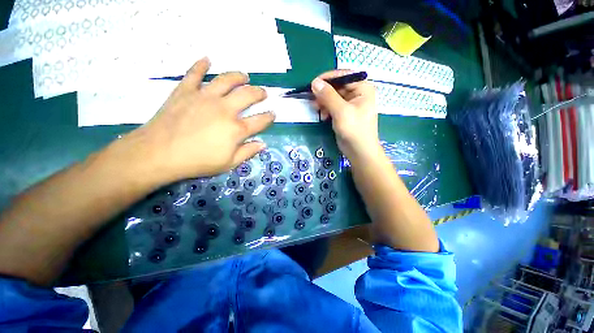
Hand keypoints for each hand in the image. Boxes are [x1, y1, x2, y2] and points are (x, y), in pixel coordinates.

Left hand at [123, 57, 274, 182]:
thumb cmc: (197, 161)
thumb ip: (248, 152)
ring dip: (238, 76)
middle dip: (259, 93)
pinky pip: (194, 73)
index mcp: (236, 129)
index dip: (269, 117)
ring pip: (226, 80)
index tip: (273, 114)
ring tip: (244, 76)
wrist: (159, 153)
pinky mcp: (185, 91)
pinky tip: (207, 59)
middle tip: (263, 93)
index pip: (260, 120)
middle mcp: (225, 109)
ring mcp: (205, 97)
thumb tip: (262, 144)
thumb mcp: (228, 163)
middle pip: (248, 95)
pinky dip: (200, 65)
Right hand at [311, 70, 380, 160]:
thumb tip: (315, 82)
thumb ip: (328, 96)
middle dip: (324, 93)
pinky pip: (332, 106)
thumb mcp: (341, 111)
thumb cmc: (354, 130)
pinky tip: (323, 117)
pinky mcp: (344, 113)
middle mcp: (357, 93)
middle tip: (313, 100)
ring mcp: (350, 104)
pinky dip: (326, 110)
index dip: (328, 78)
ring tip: (317, 110)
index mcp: (362, 88)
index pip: (343, 75)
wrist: (359, 151)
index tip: (313, 84)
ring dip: (323, 102)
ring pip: (333, 97)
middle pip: (337, 86)